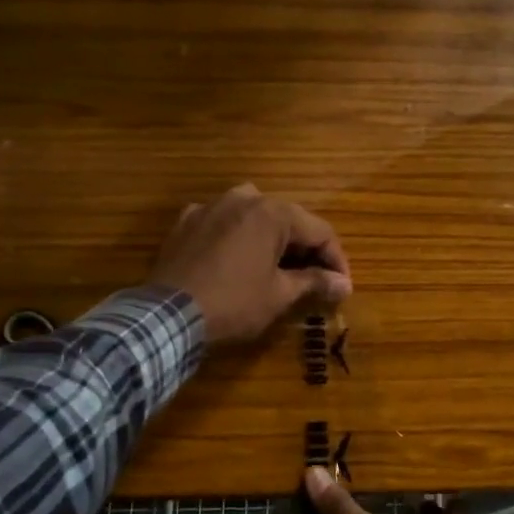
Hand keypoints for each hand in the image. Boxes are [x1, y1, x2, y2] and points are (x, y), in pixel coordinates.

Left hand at [149, 184, 351, 344]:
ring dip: (272, 237)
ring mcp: (211, 206)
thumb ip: (315, 282)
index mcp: (273, 212)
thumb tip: (344, 284)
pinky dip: (237, 237)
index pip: (320, 231)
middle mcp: (244, 198)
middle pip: (289, 219)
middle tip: (316, 279)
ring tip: (278, 265)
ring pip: (254, 215)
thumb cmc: (234, 303)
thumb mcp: (280, 295)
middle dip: (306, 249)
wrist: (168, 316)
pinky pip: (223, 222)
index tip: (341, 286)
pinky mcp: (186, 221)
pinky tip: (237, 259)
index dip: (336, 260)